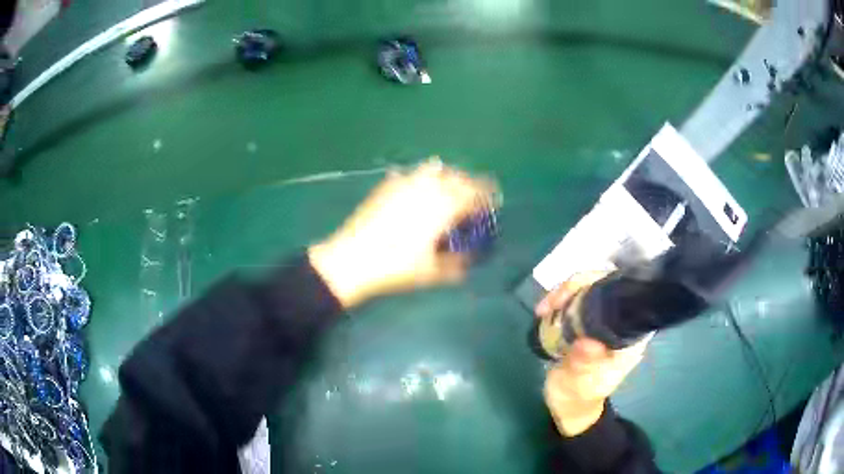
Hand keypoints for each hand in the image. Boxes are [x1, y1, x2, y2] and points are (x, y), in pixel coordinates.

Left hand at [309, 158, 496, 307]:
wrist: (353, 258)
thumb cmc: (396, 267)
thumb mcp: (432, 272)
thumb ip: (456, 264)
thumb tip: (469, 260)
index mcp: (443, 206)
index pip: (474, 192)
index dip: (487, 193)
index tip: (494, 197)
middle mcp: (427, 188)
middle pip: (456, 176)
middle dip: (469, 183)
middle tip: (472, 195)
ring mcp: (405, 183)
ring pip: (434, 169)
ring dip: (446, 175)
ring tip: (447, 188)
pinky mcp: (387, 185)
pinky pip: (411, 174)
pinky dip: (421, 178)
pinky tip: (417, 189)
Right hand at [537, 273, 649, 435]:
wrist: (571, 407)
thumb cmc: (578, 398)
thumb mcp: (580, 386)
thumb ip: (584, 366)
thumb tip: (589, 342)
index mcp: (629, 339)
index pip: (625, 298)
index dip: (601, 287)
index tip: (572, 296)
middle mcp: (621, 325)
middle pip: (605, 286)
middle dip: (577, 286)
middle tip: (551, 303)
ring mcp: (605, 322)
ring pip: (589, 289)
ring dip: (565, 292)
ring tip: (543, 308)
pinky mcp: (590, 323)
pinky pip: (577, 301)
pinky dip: (561, 300)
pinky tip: (545, 310)